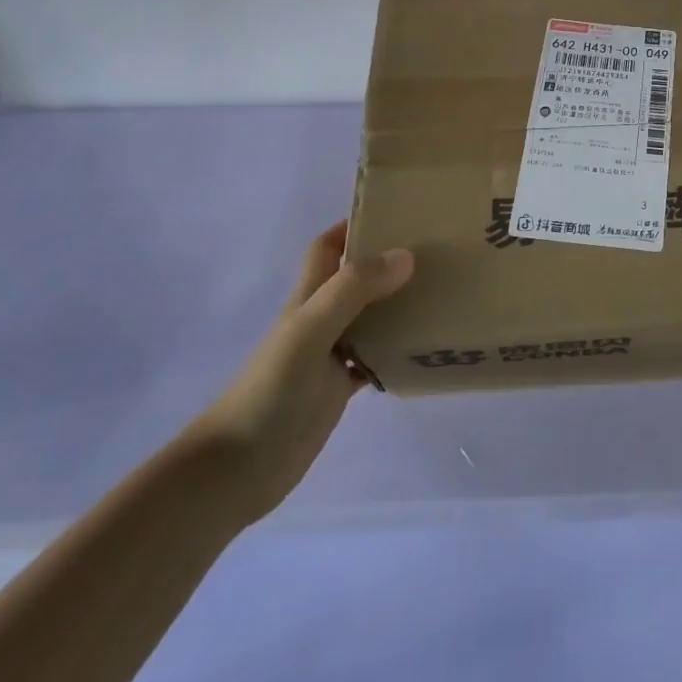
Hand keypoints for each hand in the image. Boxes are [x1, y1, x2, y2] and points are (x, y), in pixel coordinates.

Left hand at [187, 222, 412, 526]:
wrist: (236, 470)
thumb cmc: (269, 389)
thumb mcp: (311, 328)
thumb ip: (355, 288)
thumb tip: (407, 254)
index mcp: (309, 296)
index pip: (328, 246)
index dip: (353, 224)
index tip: (397, 211)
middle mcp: (321, 318)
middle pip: (357, 277)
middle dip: (390, 260)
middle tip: (437, 249)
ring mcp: (331, 355)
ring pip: (372, 317)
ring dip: (401, 304)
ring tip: (444, 291)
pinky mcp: (340, 389)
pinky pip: (377, 359)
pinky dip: (400, 351)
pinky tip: (429, 347)